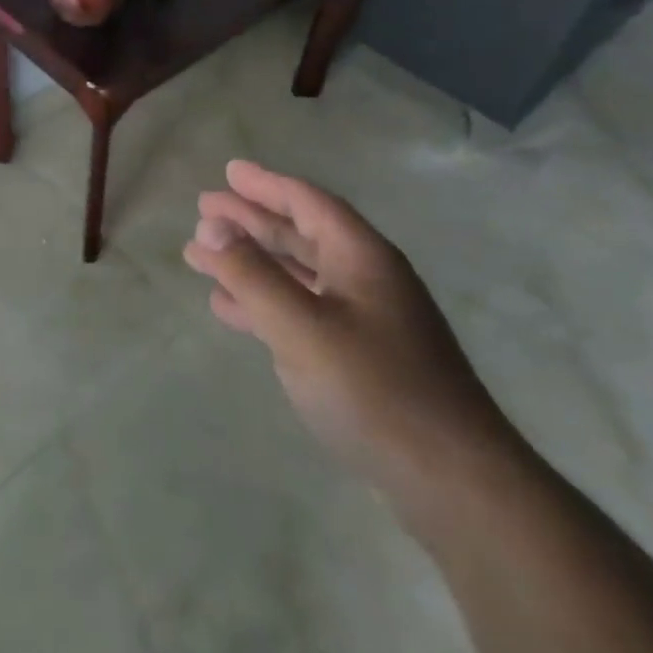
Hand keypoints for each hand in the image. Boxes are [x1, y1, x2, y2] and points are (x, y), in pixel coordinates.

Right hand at [184, 160, 514, 496]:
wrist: (451, 481)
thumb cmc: (374, 390)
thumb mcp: (301, 327)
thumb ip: (252, 275)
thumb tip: (211, 228)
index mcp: (361, 257)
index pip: (308, 202)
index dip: (265, 184)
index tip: (228, 171)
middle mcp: (365, 279)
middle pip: (299, 234)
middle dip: (250, 220)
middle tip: (204, 208)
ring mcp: (364, 320)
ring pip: (296, 274)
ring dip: (250, 262)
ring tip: (201, 255)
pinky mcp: (359, 358)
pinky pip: (299, 311)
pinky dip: (262, 303)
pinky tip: (228, 308)